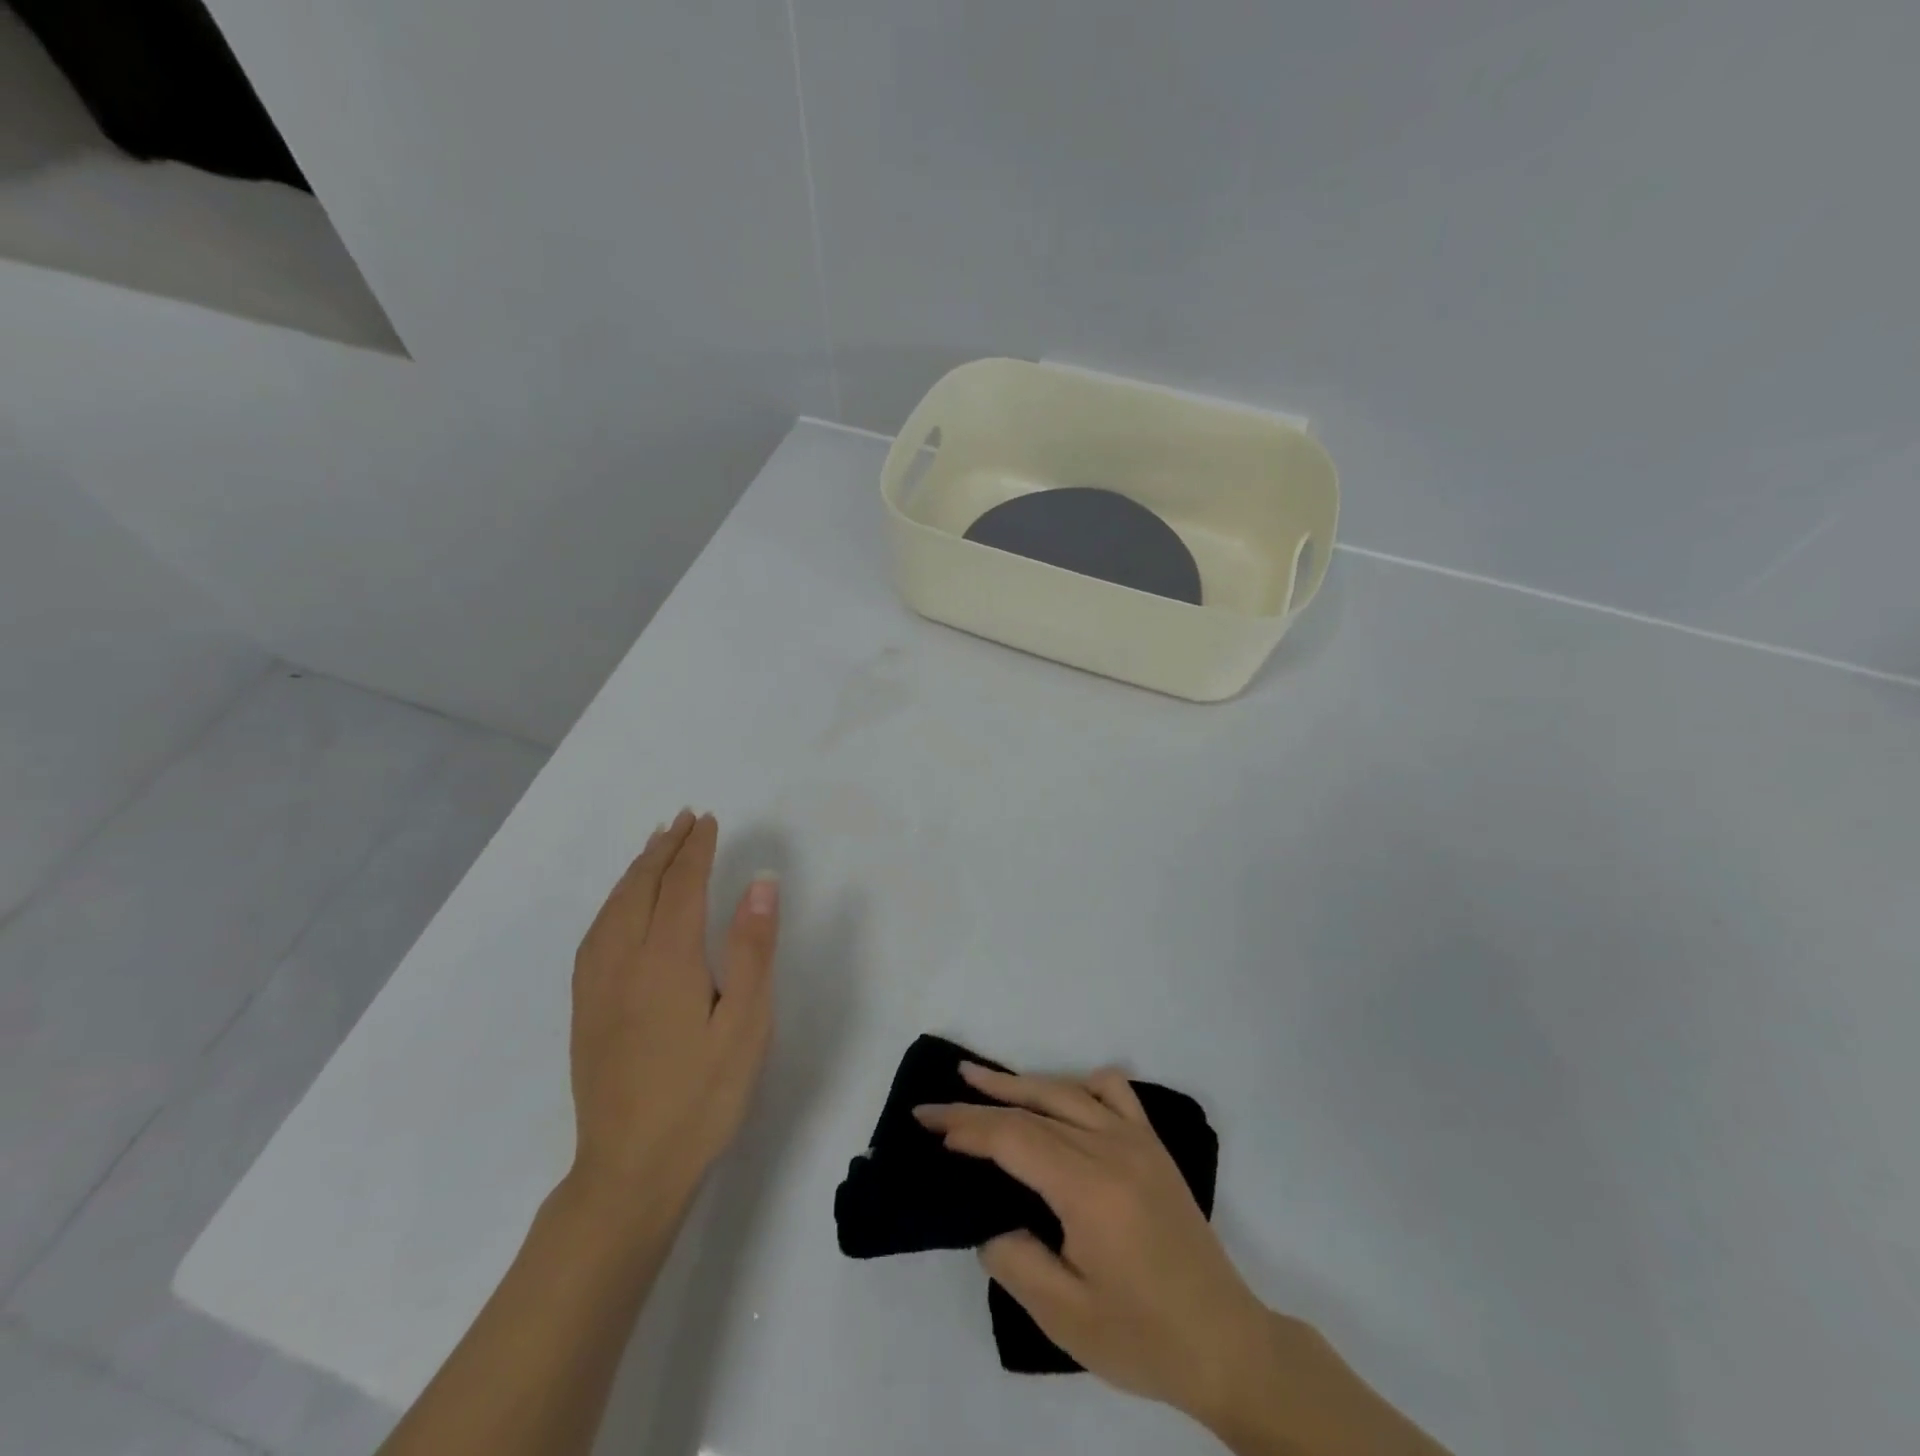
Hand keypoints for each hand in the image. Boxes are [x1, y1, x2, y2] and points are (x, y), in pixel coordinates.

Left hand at [566, 811, 778, 1222]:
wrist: (629, 1170)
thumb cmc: (702, 1096)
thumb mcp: (746, 1024)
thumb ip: (753, 949)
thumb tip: (761, 882)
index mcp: (666, 959)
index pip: (681, 885)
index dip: (696, 850)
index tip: (709, 820)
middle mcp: (623, 961)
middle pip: (641, 888)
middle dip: (664, 849)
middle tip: (684, 819)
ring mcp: (597, 986)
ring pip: (612, 908)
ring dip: (635, 871)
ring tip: (654, 846)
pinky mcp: (585, 1009)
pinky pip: (595, 934)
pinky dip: (612, 902)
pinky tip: (620, 907)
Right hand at [914, 1064, 1269, 1423]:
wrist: (1225, 1343)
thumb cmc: (1143, 1338)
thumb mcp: (1065, 1317)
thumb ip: (1015, 1260)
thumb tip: (990, 1218)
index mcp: (1090, 1190)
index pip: (1015, 1139)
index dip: (968, 1128)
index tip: (930, 1126)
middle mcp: (1113, 1149)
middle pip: (1033, 1109)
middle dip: (978, 1103)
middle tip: (934, 1103)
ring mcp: (1137, 1140)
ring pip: (1066, 1090)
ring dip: (1019, 1083)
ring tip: (976, 1077)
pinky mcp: (1153, 1144)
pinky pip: (1112, 1092)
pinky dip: (1078, 1084)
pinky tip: (1060, 1097)